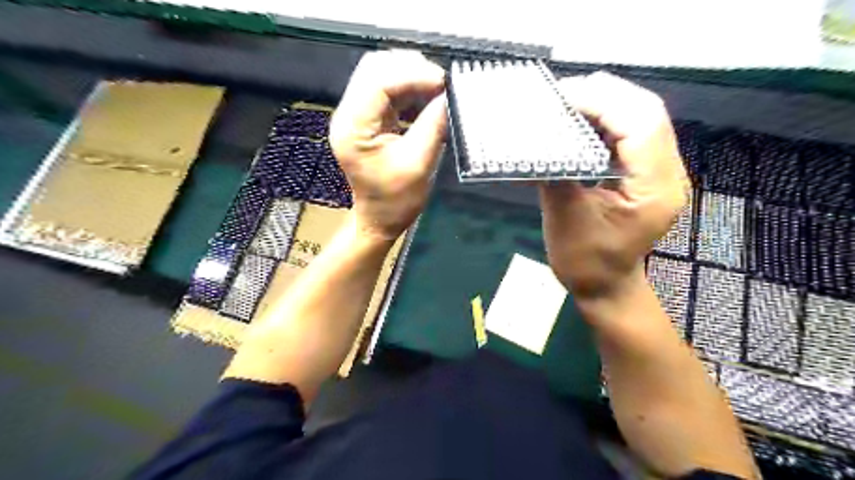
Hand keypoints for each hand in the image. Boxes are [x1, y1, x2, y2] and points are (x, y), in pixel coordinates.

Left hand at [329, 51, 448, 242]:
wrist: (379, 220)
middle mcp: (348, 115)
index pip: (377, 82)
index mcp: (353, 128)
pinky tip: (428, 99)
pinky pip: (388, 91)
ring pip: (381, 75)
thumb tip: (449, 96)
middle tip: (442, 84)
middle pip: (375, 69)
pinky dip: (410, 89)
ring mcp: (356, 115)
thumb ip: (433, 126)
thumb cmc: (395, 201)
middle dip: (411, 69)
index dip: (412, 74)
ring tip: (438, 90)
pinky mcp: (368, 119)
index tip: (444, 82)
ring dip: (412, 77)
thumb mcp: (418, 165)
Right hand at [540, 71, 685, 298]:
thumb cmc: (585, 262)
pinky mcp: (645, 172)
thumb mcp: (565, 219)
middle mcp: (667, 173)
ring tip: (567, 102)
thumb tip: (538, 136)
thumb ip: (556, 173)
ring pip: (640, 117)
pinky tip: (580, 121)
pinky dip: (604, 120)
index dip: (602, 102)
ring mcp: (660, 171)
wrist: (605, 285)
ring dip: (604, 104)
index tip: (561, 98)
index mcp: (654, 189)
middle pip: (646, 112)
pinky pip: (630, 132)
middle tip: (562, 94)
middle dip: (604, 95)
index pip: (640, 124)